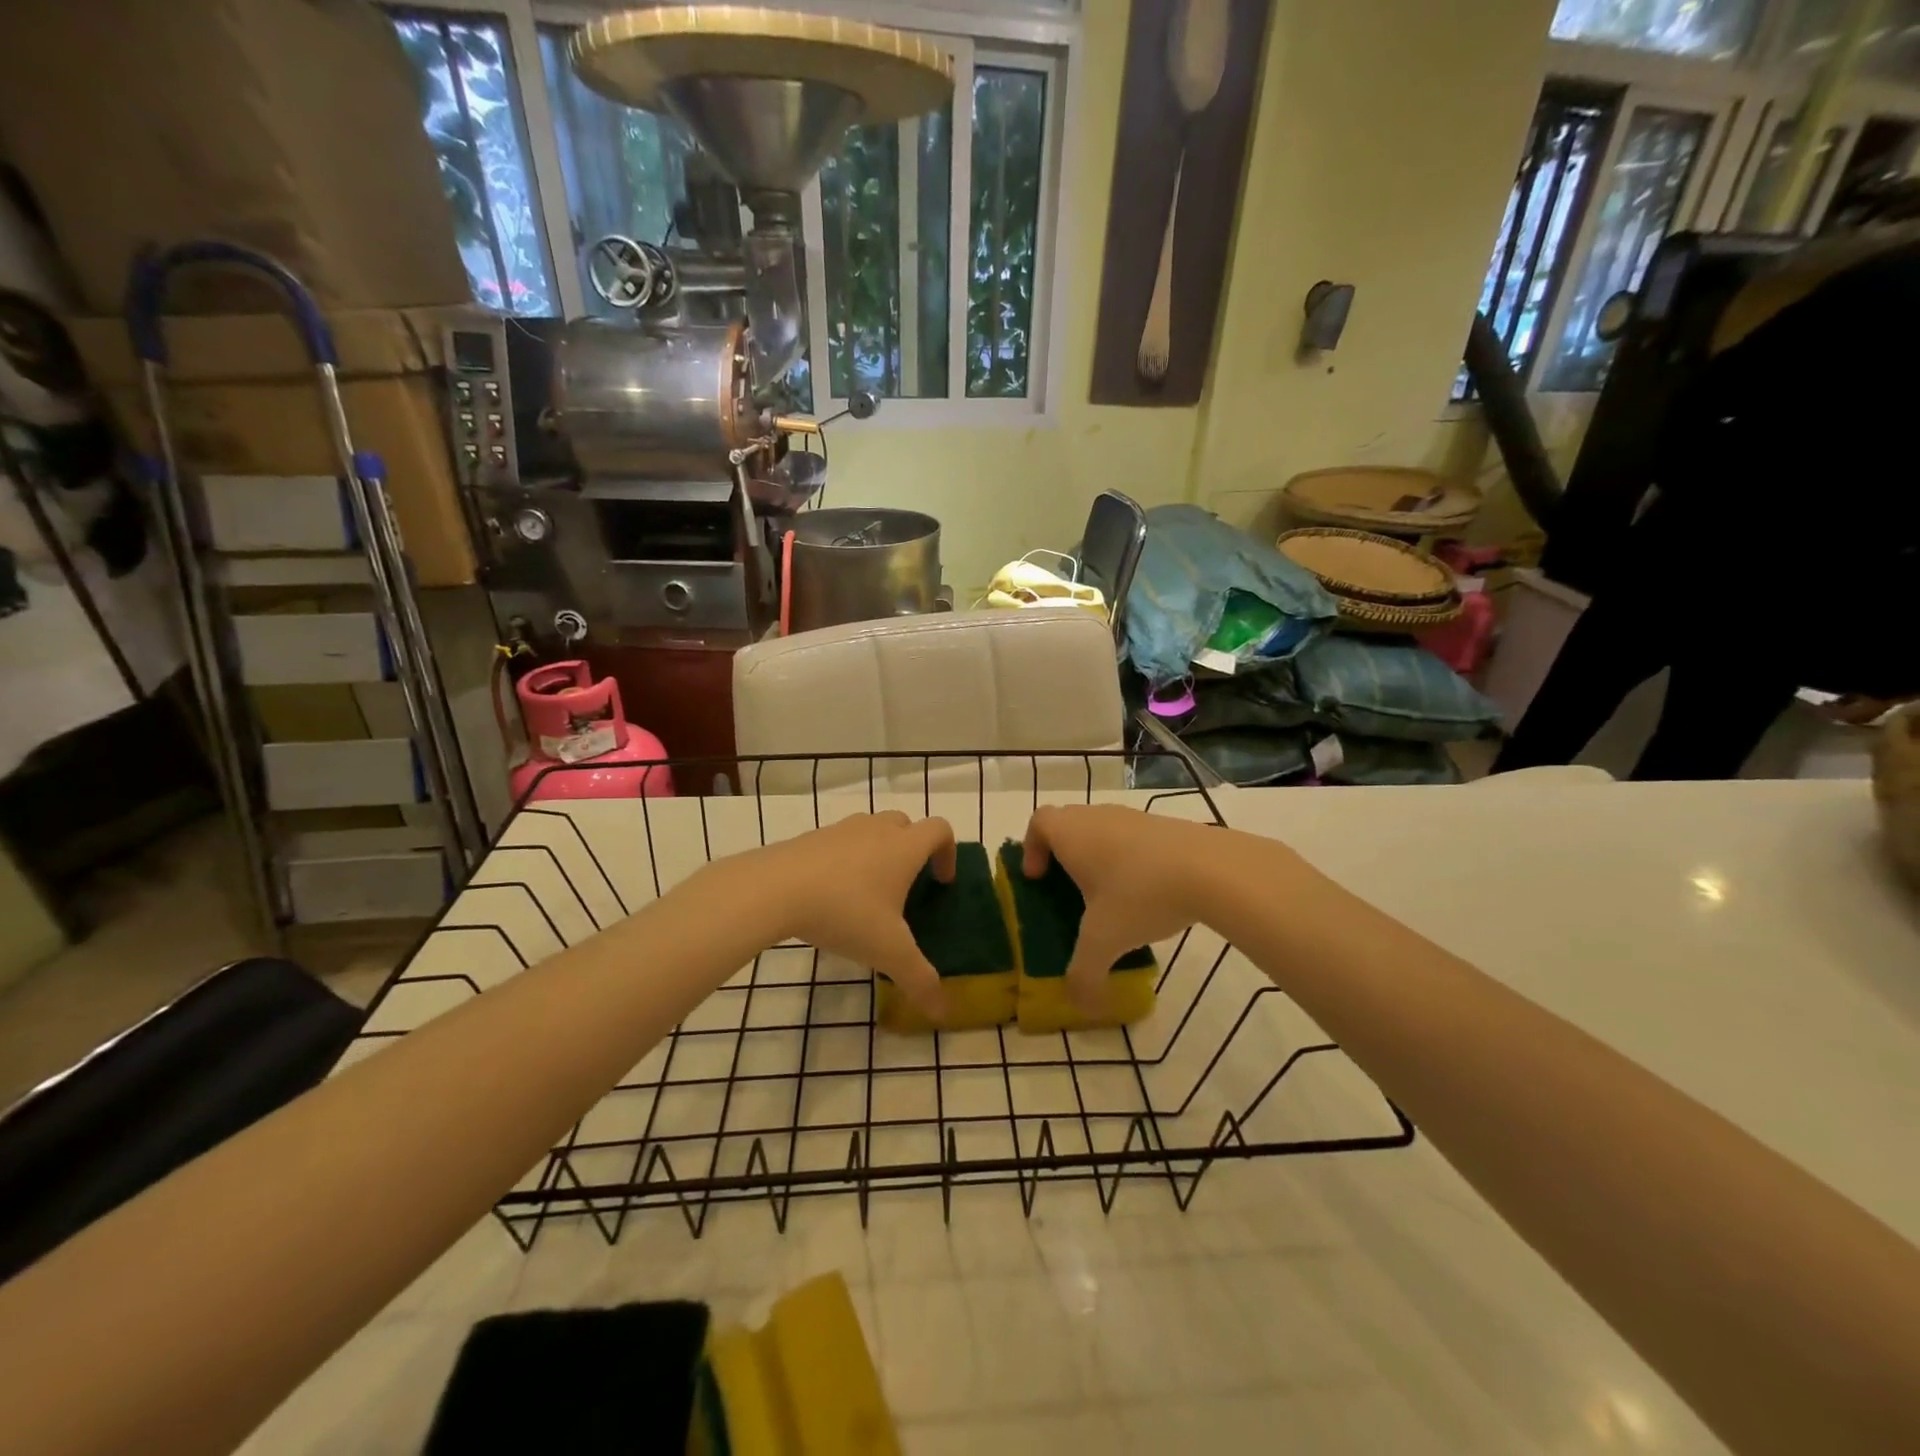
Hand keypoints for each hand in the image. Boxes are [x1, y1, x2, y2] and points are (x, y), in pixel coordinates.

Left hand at [750, 812, 957, 1017]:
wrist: (774, 888)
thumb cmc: (845, 912)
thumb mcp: (888, 952)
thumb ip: (919, 980)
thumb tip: (943, 1012)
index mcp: (904, 847)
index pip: (940, 829)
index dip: (948, 852)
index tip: (941, 882)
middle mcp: (876, 829)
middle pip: (906, 824)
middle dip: (912, 848)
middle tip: (906, 885)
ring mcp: (841, 830)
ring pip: (871, 829)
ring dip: (878, 851)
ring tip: (867, 891)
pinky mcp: (811, 838)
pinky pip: (839, 842)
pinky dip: (844, 859)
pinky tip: (831, 895)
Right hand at [1022, 805, 1220, 1010]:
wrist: (1213, 869)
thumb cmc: (1140, 894)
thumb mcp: (1105, 942)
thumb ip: (1084, 975)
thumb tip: (1078, 1005)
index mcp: (1072, 834)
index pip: (1039, 822)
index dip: (1031, 847)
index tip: (1039, 878)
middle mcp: (1098, 817)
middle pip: (1069, 823)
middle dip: (1063, 854)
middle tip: (1070, 890)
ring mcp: (1135, 817)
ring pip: (1104, 829)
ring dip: (1099, 856)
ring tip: (1111, 897)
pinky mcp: (1166, 825)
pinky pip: (1134, 838)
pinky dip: (1131, 859)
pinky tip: (1148, 893)